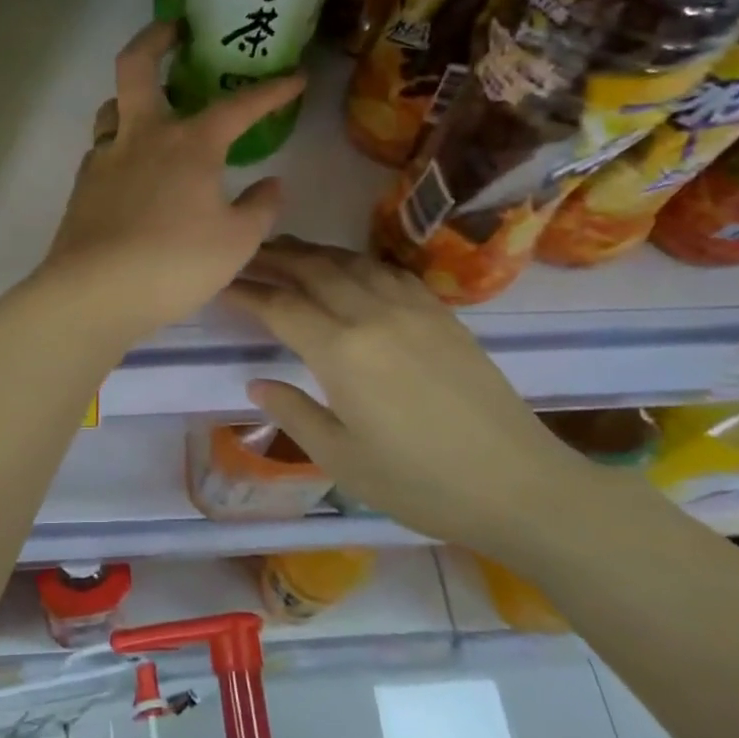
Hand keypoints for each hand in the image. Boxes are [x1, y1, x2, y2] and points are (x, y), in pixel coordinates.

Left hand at [35, 22, 305, 344]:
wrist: (95, 293)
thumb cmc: (174, 265)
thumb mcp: (236, 243)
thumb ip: (260, 209)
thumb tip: (272, 184)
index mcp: (190, 145)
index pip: (239, 106)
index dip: (271, 91)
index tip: (295, 78)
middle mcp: (143, 137)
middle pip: (137, 66)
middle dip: (156, 38)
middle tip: (174, 29)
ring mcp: (105, 158)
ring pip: (112, 107)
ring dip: (130, 98)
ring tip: (150, 108)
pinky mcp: (82, 185)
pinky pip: (101, 150)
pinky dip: (119, 145)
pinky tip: (129, 168)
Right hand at [222, 238, 594, 560]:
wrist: (519, 485)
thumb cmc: (421, 485)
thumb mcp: (343, 460)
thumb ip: (294, 414)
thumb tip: (258, 383)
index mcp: (341, 352)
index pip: (279, 305)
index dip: (245, 291)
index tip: (219, 282)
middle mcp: (372, 315)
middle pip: (312, 269)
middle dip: (272, 257)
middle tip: (243, 254)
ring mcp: (412, 308)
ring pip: (349, 261)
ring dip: (312, 252)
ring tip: (286, 253)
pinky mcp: (441, 312)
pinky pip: (387, 270)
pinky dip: (355, 261)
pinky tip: (347, 269)